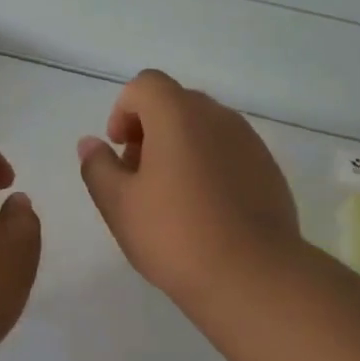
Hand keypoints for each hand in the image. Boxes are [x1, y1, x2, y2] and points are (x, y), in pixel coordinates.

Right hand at [78, 70, 302, 311]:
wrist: (253, 276)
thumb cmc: (175, 235)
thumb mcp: (118, 204)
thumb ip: (98, 166)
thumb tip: (91, 143)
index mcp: (178, 114)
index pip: (145, 85)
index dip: (124, 110)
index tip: (119, 149)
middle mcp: (217, 116)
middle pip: (176, 103)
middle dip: (150, 129)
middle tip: (138, 175)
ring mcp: (249, 141)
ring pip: (204, 128)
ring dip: (181, 147)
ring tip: (171, 196)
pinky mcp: (268, 169)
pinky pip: (229, 151)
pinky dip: (210, 165)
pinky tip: (205, 209)